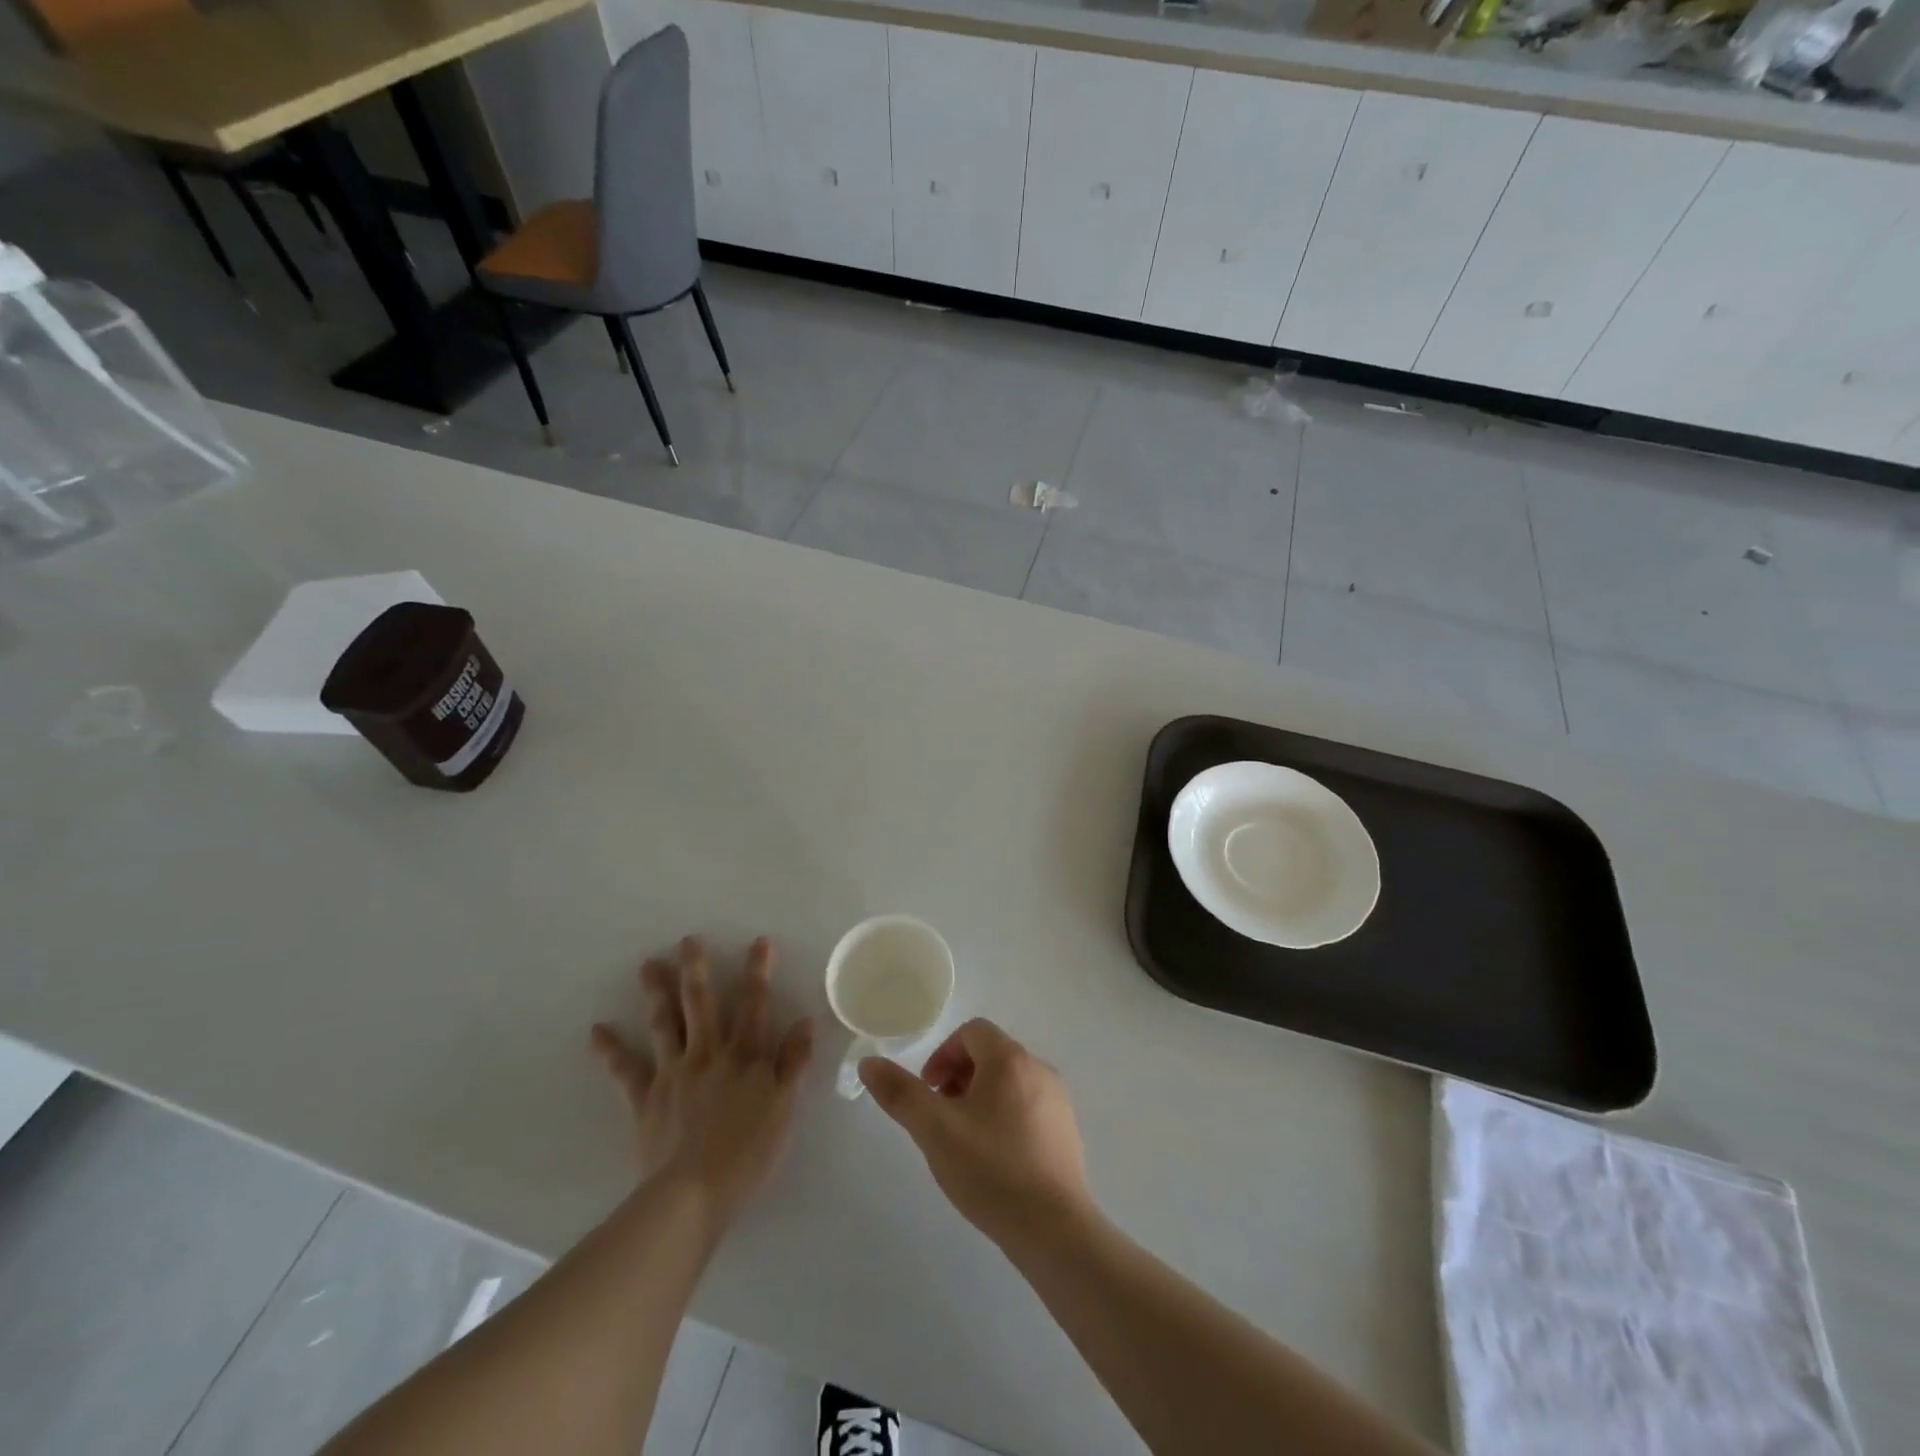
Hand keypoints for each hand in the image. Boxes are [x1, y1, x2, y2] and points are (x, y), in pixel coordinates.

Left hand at [590, 936, 813, 1224]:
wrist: (694, 1193)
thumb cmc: (749, 1153)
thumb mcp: (785, 1107)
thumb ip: (795, 1062)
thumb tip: (807, 1020)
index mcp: (745, 1056)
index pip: (754, 1005)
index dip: (758, 972)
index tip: (758, 942)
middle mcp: (709, 1054)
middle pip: (702, 1004)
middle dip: (696, 970)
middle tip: (687, 941)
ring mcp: (673, 1073)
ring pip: (665, 1024)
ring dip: (657, 993)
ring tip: (648, 965)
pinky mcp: (646, 1098)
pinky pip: (625, 1070)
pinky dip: (611, 1050)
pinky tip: (597, 1031)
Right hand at [859, 1018, 1091, 1250]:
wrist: (1053, 1229)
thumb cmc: (990, 1170)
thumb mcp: (934, 1131)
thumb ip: (900, 1093)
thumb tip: (868, 1063)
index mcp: (1009, 1059)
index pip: (972, 1031)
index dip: (943, 1054)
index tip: (929, 1090)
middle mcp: (1038, 1068)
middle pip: (991, 1054)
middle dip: (959, 1076)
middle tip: (941, 1116)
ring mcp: (1058, 1100)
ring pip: (1010, 1081)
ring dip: (981, 1097)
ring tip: (964, 1139)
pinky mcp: (1067, 1130)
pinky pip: (1029, 1106)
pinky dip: (1005, 1116)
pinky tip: (995, 1159)